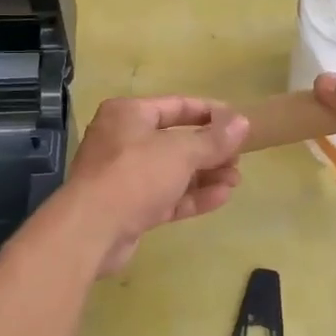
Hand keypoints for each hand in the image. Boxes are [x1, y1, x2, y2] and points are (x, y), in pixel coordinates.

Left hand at [64, 96, 248, 274]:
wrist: (92, 230)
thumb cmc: (136, 174)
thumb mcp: (181, 151)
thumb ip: (214, 139)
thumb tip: (242, 122)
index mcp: (129, 114)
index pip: (176, 105)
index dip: (210, 112)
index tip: (239, 121)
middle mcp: (124, 140)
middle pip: (175, 140)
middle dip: (210, 150)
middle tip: (240, 158)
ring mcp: (125, 177)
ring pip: (173, 171)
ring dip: (205, 175)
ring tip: (236, 180)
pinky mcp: (130, 208)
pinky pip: (167, 196)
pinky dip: (192, 196)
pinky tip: (221, 197)